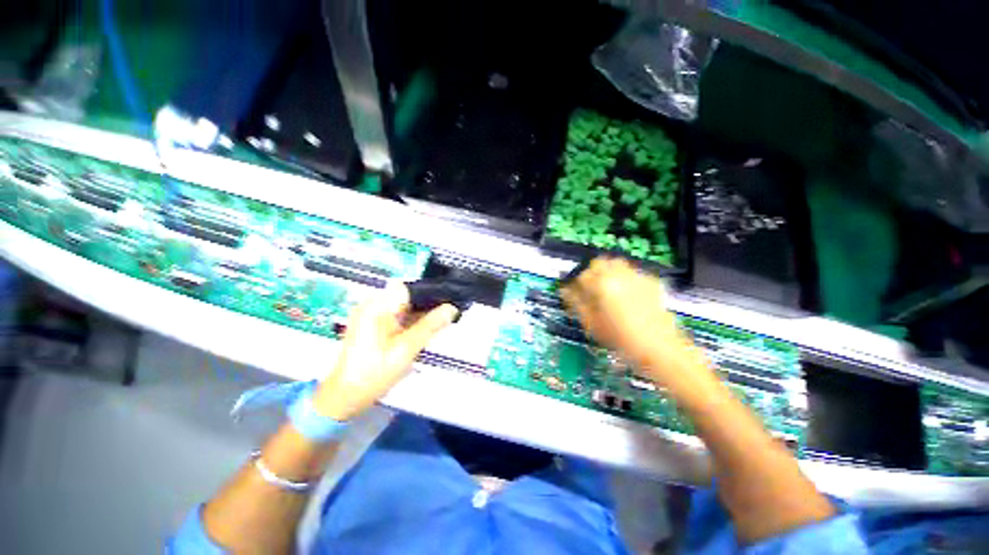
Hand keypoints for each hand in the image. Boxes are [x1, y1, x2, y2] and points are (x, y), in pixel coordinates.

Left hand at [312, 283, 458, 420]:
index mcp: (377, 306)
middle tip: (443, 318)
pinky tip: (417, 334)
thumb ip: (431, 325)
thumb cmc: (372, 373)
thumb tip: (450, 309)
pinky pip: (396, 315)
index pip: (412, 288)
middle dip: (426, 306)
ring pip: (404, 306)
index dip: (431, 294)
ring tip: (432, 327)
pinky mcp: (371, 323)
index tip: (447, 303)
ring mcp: (370, 314)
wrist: (345, 396)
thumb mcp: (407, 348)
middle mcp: (372, 305)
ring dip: (419, 315)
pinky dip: (409, 322)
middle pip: (408, 296)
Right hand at [560, 257, 705, 386]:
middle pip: (598, 262)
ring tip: (607, 289)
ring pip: (616, 263)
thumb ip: (576, 303)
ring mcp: (636, 276)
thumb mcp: (592, 323)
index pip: (581, 274)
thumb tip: (565, 290)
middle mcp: (619, 274)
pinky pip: (631, 271)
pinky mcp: (650, 281)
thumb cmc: (621, 339)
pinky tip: (626, 293)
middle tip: (590, 289)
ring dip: (607, 272)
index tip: (573, 292)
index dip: (575, 283)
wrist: (659, 347)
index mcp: (602, 284)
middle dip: (591, 273)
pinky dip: (624, 277)